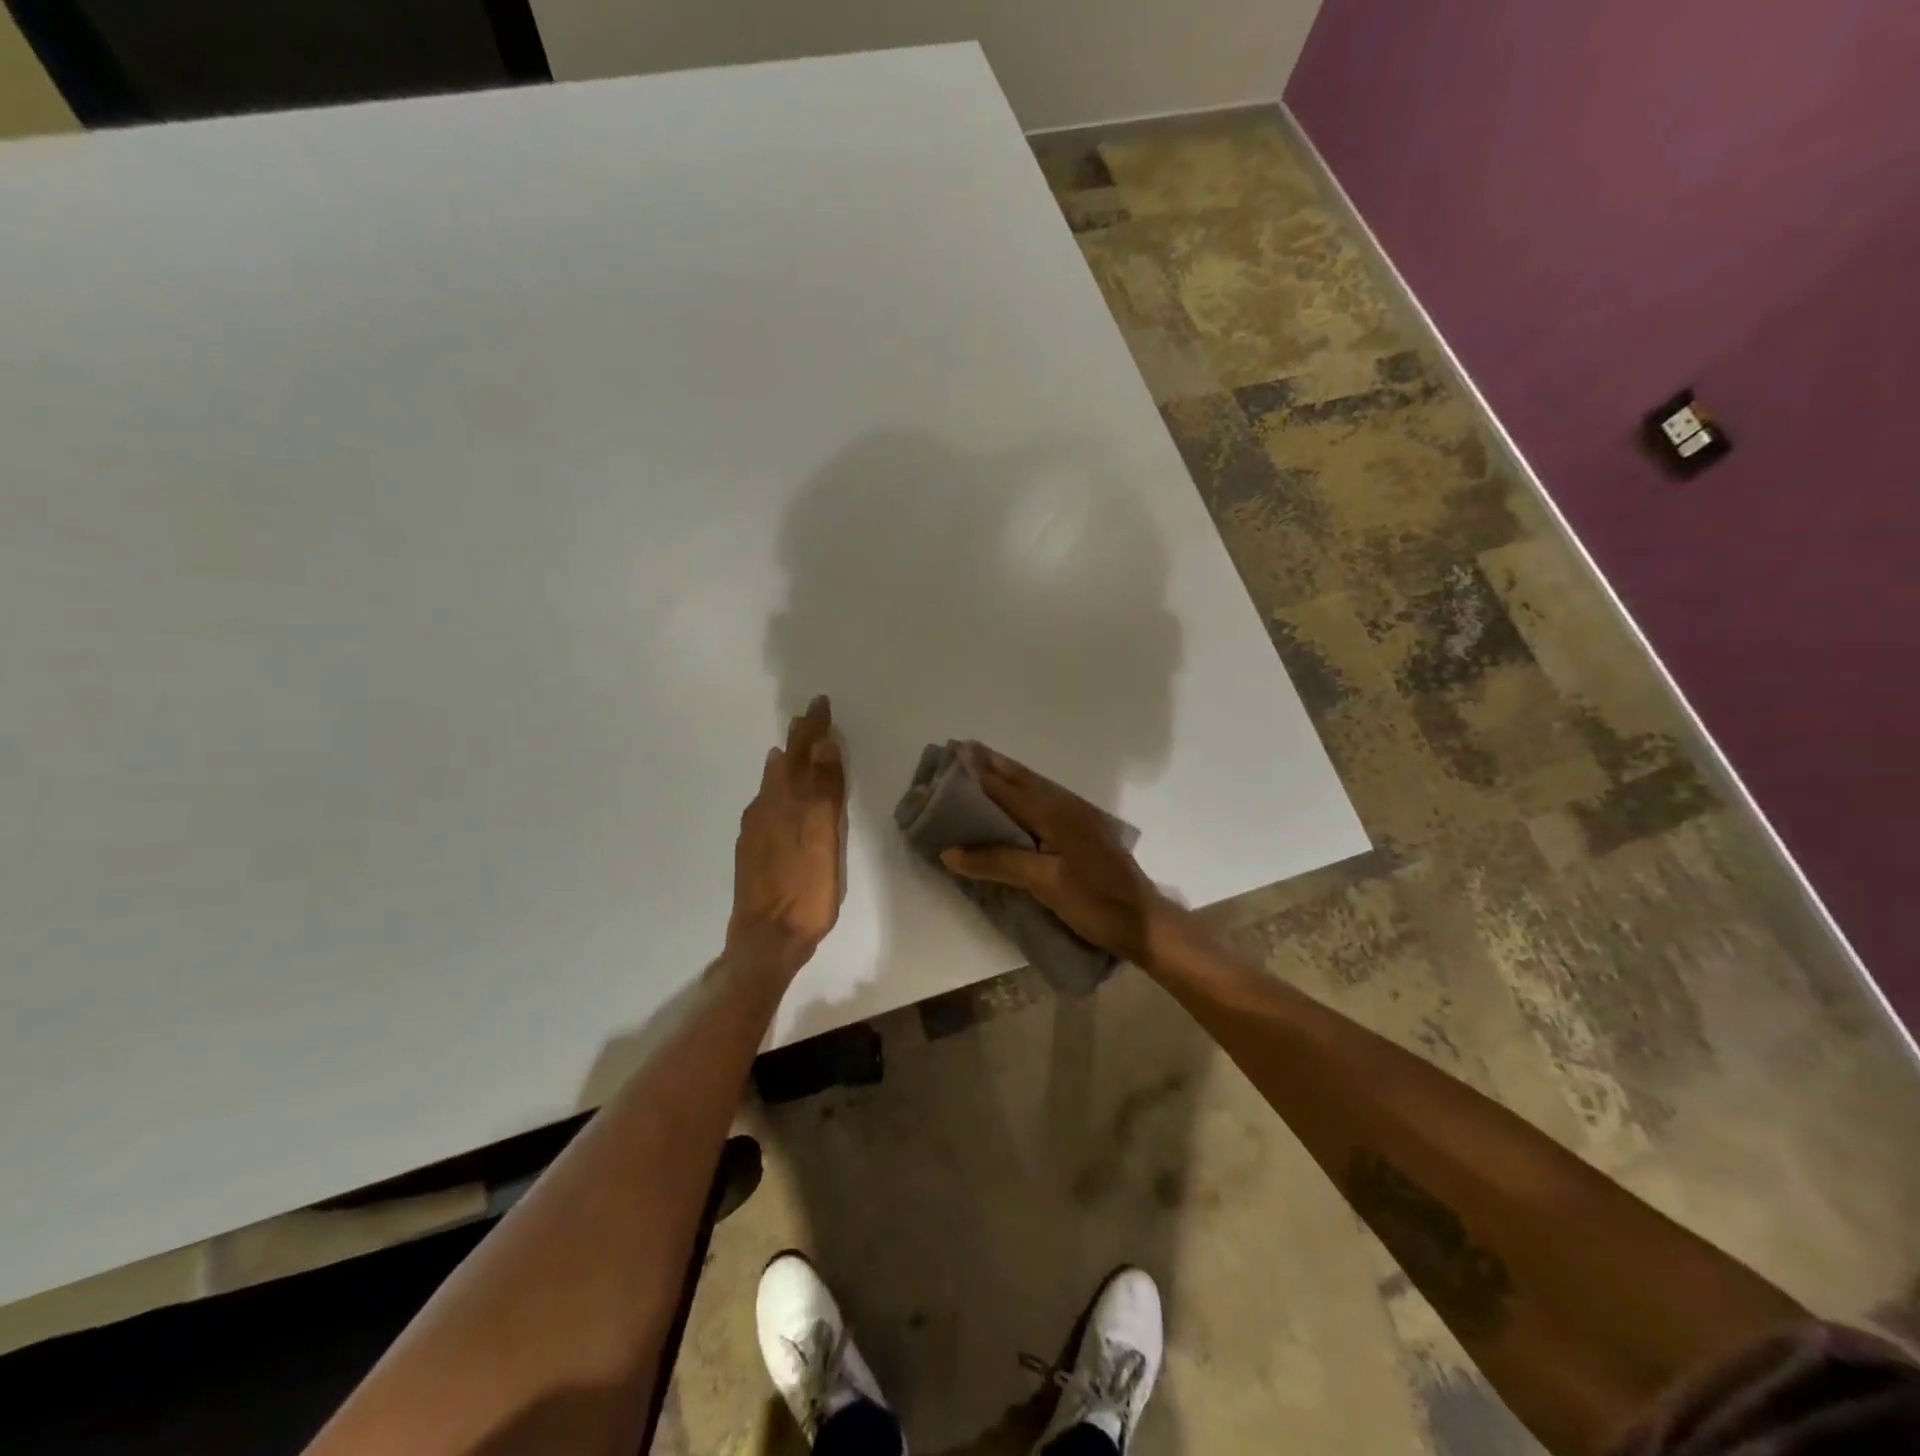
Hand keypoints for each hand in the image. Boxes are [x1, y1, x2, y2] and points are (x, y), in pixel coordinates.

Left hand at [727, 695, 846, 973]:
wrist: (766, 939)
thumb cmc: (805, 891)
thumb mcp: (823, 839)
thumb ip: (824, 792)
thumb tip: (823, 745)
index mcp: (787, 802)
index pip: (803, 754)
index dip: (813, 729)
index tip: (820, 703)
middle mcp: (767, 809)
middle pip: (785, 765)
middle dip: (798, 740)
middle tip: (806, 717)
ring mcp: (756, 830)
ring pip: (772, 784)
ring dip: (784, 762)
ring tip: (789, 748)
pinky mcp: (752, 849)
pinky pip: (765, 803)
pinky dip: (775, 788)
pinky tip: (775, 795)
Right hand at [939, 743, 1185, 967]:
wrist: (1144, 922)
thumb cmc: (1094, 901)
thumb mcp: (1044, 883)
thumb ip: (998, 862)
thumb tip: (950, 851)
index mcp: (1055, 813)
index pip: (1008, 787)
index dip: (980, 772)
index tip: (955, 751)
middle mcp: (1067, 806)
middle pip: (1023, 779)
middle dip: (993, 765)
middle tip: (963, 751)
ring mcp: (1080, 817)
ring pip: (1036, 787)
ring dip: (1008, 776)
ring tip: (982, 767)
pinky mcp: (1085, 830)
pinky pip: (1046, 800)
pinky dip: (1023, 792)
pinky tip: (1015, 800)